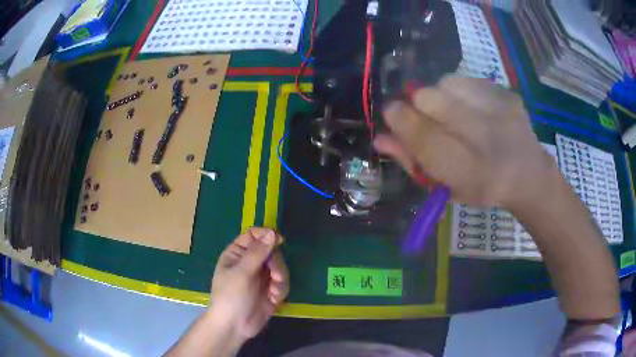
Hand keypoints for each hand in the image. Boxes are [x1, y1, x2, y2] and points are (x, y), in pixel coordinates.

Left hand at [209, 228, 288, 340]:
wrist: (234, 326)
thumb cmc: (231, 296)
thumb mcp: (242, 273)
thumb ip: (257, 253)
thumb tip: (273, 233)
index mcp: (237, 253)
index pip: (254, 235)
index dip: (266, 235)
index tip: (279, 240)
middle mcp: (250, 262)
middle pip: (271, 250)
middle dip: (276, 263)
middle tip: (275, 276)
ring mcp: (261, 276)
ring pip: (280, 267)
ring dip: (280, 278)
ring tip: (273, 292)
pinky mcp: (271, 290)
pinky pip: (283, 282)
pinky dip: (281, 289)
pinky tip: (274, 299)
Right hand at [375, 77, 557, 209]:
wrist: (527, 174)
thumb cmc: (481, 186)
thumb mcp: (443, 186)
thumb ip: (411, 161)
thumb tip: (380, 138)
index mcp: (466, 170)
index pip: (418, 133)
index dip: (399, 119)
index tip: (393, 116)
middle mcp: (484, 137)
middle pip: (427, 97)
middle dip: (419, 105)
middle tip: (429, 118)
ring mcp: (498, 110)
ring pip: (447, 83)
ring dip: (442, 95)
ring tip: (454, 113)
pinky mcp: (507, 94)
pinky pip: (470, 80)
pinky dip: (463, 91)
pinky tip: (473, 108)